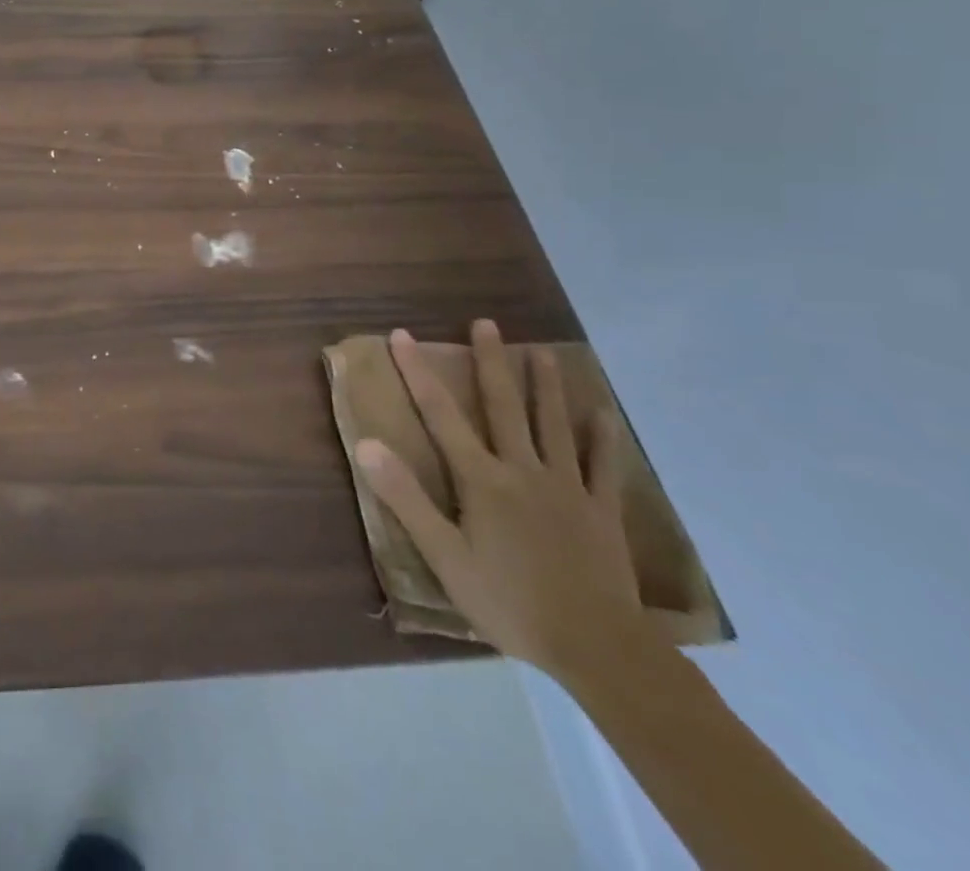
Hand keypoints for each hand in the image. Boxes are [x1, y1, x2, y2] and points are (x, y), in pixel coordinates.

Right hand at [354, 321, 653, 682]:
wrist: (597, 647)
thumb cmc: (509, 601)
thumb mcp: (444, 556)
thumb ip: (405, 498)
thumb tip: (367, 445)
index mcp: (482, 479)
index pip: (441, 414)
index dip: (418, 372)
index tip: (403, 335)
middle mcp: (523, 469)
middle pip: (503, 406)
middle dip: (490, 362)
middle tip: (486, 324)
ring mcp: (567, 488)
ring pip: (553, 426)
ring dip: (545, 386)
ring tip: (543, 352)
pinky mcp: (602, 511)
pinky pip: (602, 467)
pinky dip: (602, 439)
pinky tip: (602, 414)